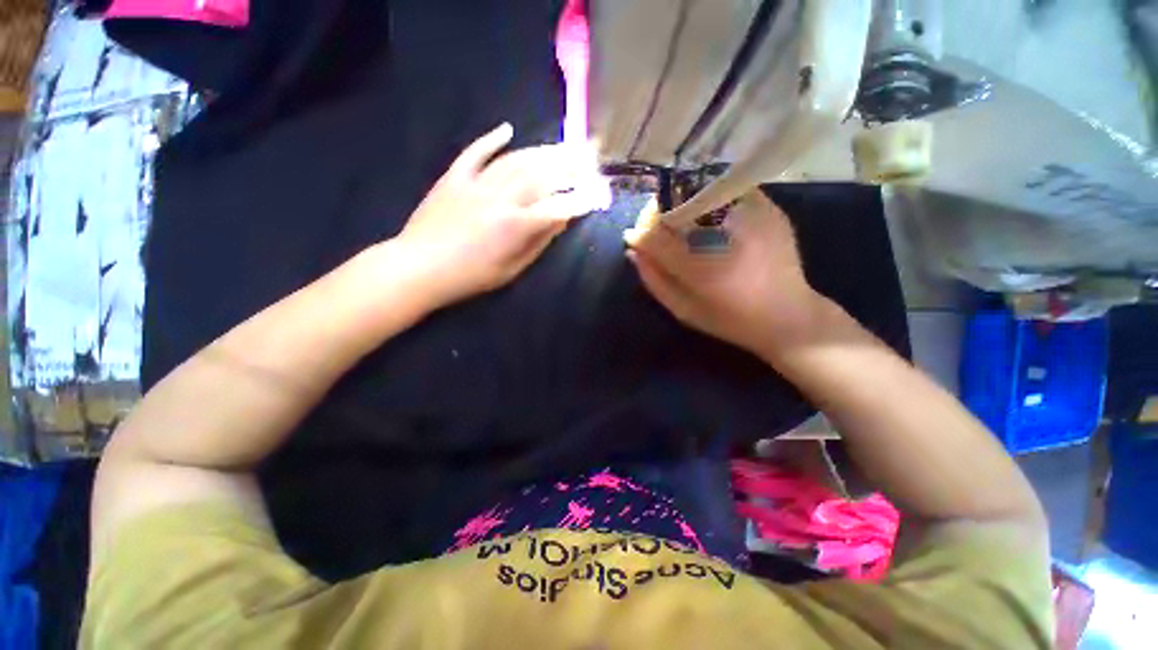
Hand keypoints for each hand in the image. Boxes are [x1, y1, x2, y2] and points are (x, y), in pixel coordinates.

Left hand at [395, 123, 609, 307]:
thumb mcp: (511, 270)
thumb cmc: (470, 277)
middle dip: (569, 164)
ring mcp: (476, 183)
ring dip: (542, 150)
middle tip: (588, 154)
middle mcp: (501, 198)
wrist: (419, 267)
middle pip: (542, 174)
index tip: (598, 194)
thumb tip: (560, 220)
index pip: (559, 206)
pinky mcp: (454, 176)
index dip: (581, 199)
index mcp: (517, 225)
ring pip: (515, 159)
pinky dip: (491, 139)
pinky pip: (476, 152)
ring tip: (561, 144)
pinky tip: (507, 129)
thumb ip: (538, 243)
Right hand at [625, 190, 827, 358]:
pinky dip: (710, 198)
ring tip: (682, 222)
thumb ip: (655, 279)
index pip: (656, 235)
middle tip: (657, 226)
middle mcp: (726, 236)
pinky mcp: (769, 210)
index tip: (635, 235)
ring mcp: (752, 217)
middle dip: (659, 211)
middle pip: (678, 204)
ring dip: (682, 202)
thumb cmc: (730, 320)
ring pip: (702, 190)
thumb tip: (634, 250)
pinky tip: (709, 217)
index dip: (641, 231)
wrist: (789, 317)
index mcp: (703, 269)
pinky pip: (728, 190)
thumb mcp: (684, 310)